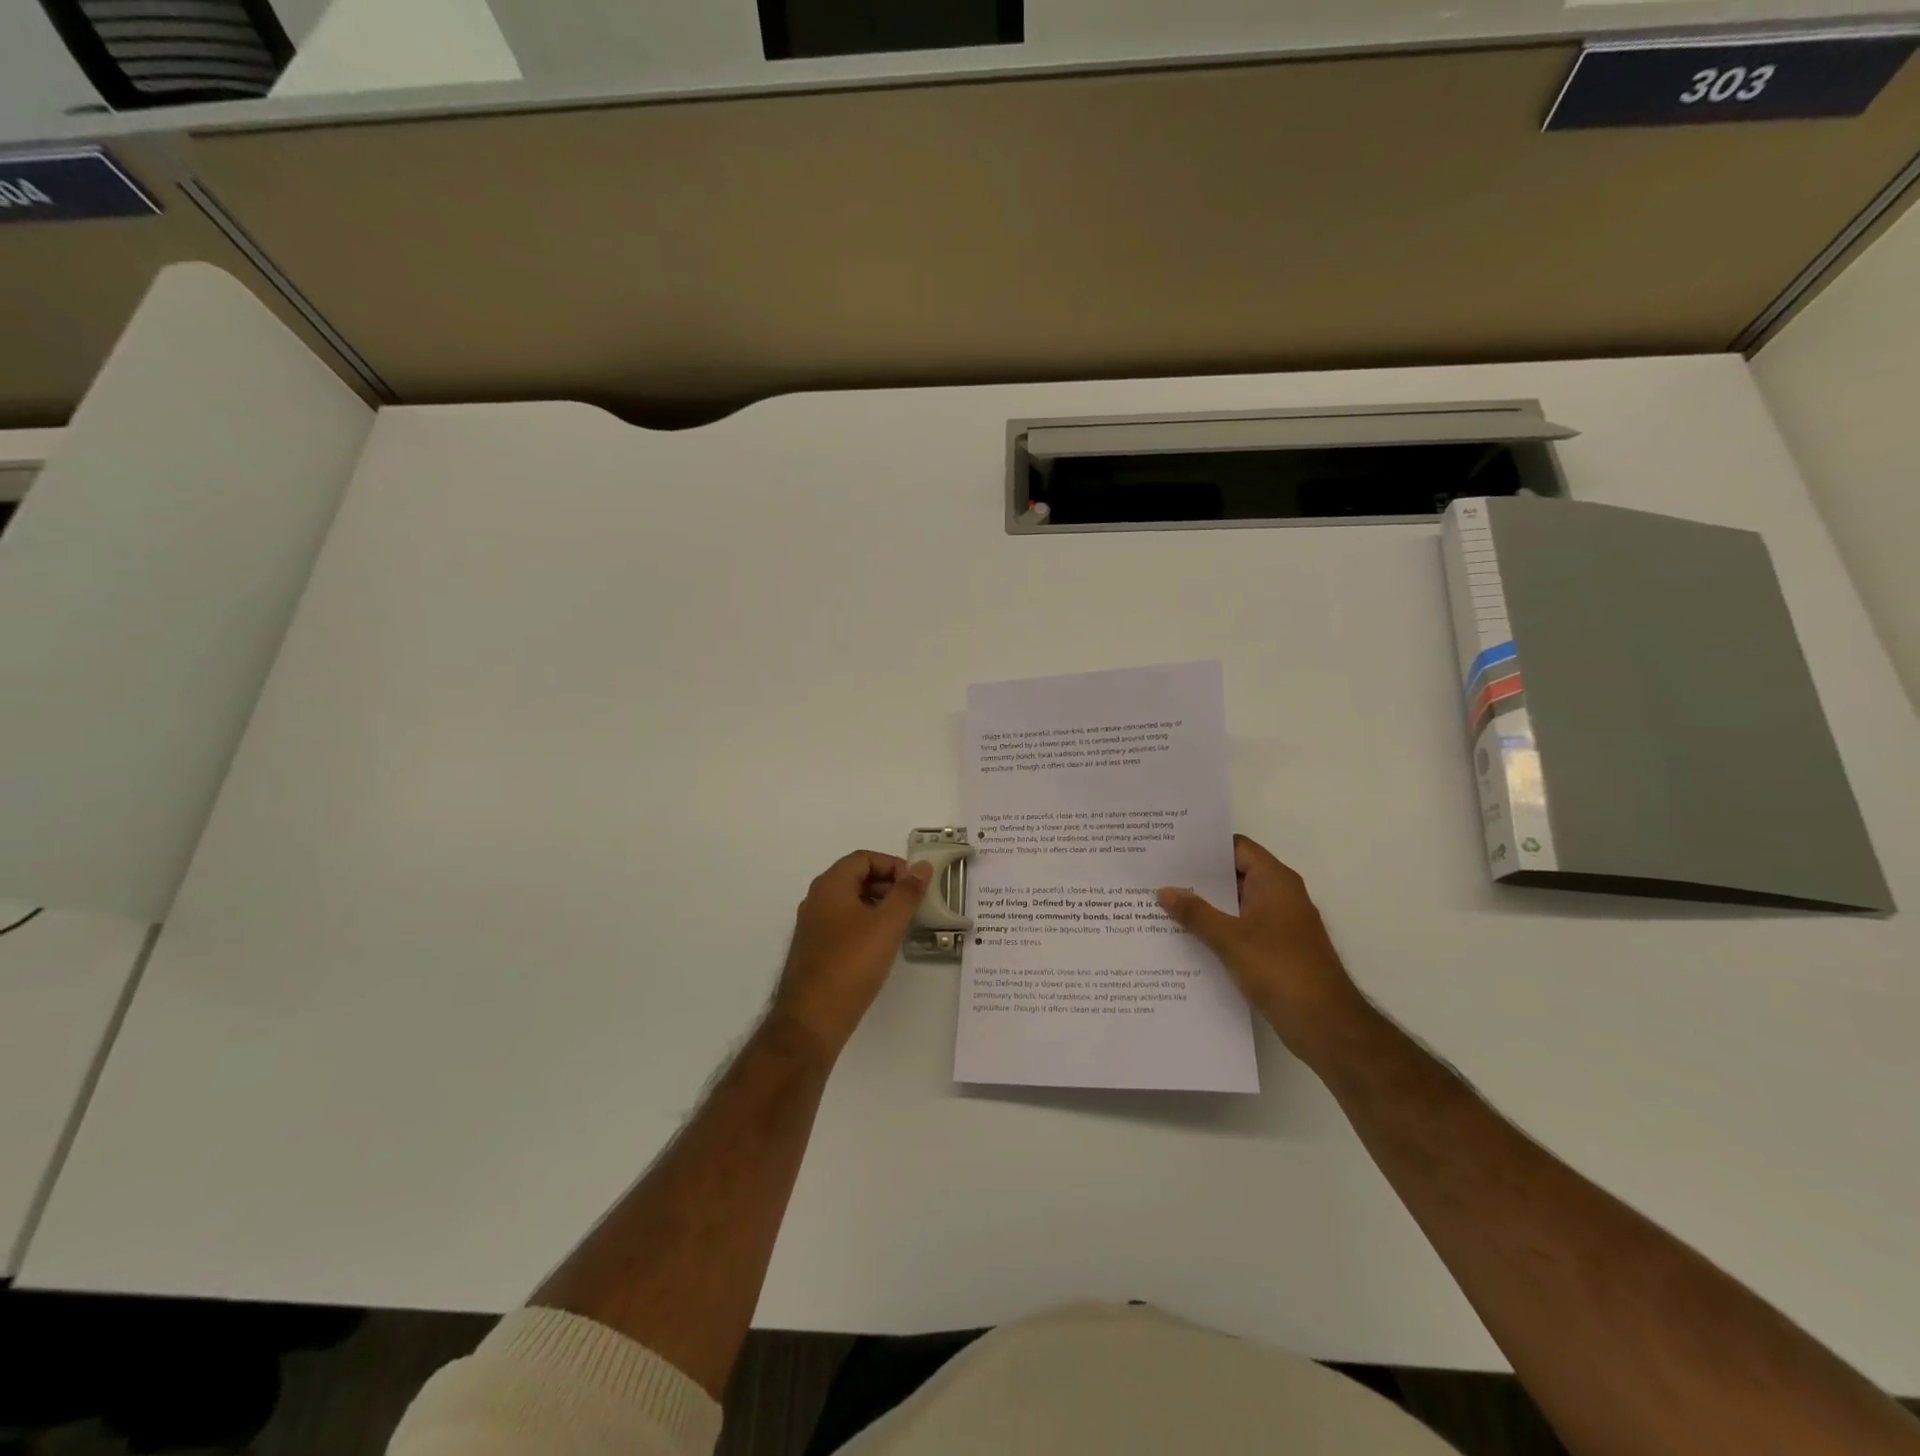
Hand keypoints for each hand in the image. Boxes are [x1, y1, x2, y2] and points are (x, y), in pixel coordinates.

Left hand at [772, 850, 930, 1056]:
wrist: (811, 1019)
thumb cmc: (851, 964)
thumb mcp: (887, 925)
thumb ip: (907, 892)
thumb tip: (922, 866)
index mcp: (830, 886)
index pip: (864, 858)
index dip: (893, 865)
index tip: (915, 886)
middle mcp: (817, 899)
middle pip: (856, 877)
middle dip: (887, 885)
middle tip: (913, 905)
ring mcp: (813, 925)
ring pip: (850, 902)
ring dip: (878, 905)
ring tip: (901, 926)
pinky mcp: (814, 949)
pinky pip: (843, 923)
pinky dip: (865, 924)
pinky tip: (880, 947)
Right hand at [1158, 835, 1367, 1058]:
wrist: (1326, 1024)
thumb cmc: (1280, 970)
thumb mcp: (1230, 939)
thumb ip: (1196, 913)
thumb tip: (1164, 890)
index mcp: (1275, 881)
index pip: (1236, 848)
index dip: (1205, 846)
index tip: (1171, 848)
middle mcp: (1280, 895)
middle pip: (1235, 874)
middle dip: (1198, 877)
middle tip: (1158, 875)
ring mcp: (1280, 924)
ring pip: (1236, 904)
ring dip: (1206, 905)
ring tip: (1163, 904)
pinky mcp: (1277, 949)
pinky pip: (1241, 927)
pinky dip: (1217, 928)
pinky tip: (1186, 937)